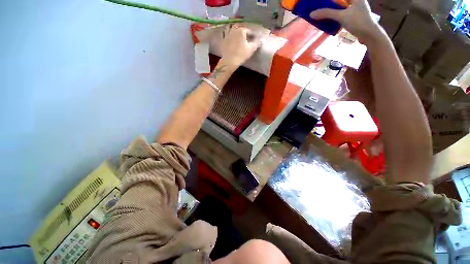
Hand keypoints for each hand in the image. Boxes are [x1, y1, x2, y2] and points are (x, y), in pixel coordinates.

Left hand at [220, 24, 261, 66]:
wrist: (229, 61)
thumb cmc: (241, 55)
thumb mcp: (251, 49)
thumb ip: (257, 43)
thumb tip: (261, 40)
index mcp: (241, 30)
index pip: (249, 30)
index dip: (253, 34)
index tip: (255, 37)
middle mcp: (233, 29)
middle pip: (240, 27)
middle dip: (244, 30)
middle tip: (247, 34)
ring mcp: (227, 34)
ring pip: (230, 27)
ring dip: (234, 28)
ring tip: (237, 32)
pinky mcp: (223, 39)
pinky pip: (224, 33)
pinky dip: (226, 32)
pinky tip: (228, 34)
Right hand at [310, 0, 383, 44]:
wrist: (369, 35)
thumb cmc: (358, 22)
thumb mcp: (341, 16)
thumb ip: (327, 14)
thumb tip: (311, 14)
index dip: (330, 0)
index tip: (321, 2)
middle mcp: (356, 0)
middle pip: (340, 1)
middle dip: (330, 4)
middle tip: (320, 6)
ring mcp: (356, 9)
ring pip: (341, 7)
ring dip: (332, 10)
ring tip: (322, 12)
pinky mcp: (354, 17)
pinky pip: (342, 13)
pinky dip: (335, 15)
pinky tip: (330, 19)